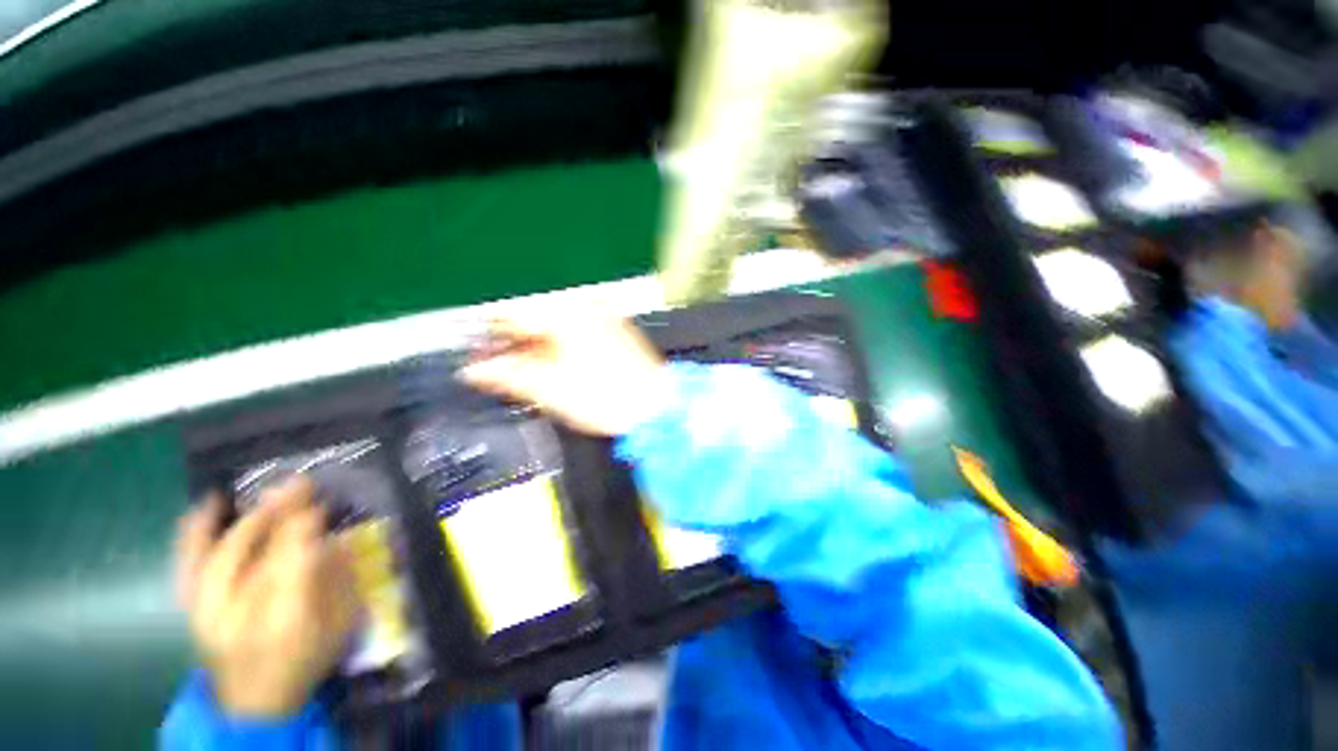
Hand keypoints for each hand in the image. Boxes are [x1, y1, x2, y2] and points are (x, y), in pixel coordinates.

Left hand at [176, 476, 360, 717]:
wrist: (253, 707)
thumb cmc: (306, 662)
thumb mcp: (340, 624)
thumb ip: (339, 579)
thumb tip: (335, 537)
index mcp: (283, 620)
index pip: (288, 559)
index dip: (302, 525)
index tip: (319, 501)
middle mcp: (236, 614)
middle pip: (247, 552)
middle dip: (273, 513)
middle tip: (298, 484)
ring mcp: (206, 612)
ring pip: (214, 554)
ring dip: (240, 519)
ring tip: (260, 493)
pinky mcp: (191, 610)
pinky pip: (188, 565)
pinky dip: (194, 533)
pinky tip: (206, 507)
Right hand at [459, 310, 670, 436]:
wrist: (655, 409)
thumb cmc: (614, 399)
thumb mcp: (548, 389)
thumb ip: (505, 374)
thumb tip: (475, 370)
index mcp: (565, 313)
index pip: (511, 310)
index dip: (487, 332)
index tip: (475, 351)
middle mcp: (584, 306)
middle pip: (532, 315)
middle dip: (510, 340)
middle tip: (493, 365)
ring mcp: (601, 317)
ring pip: (551, 323)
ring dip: (531, 344)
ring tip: (518, 370)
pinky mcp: (611, 330)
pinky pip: (572, 330)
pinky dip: (555, 345)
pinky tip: (547, 364)